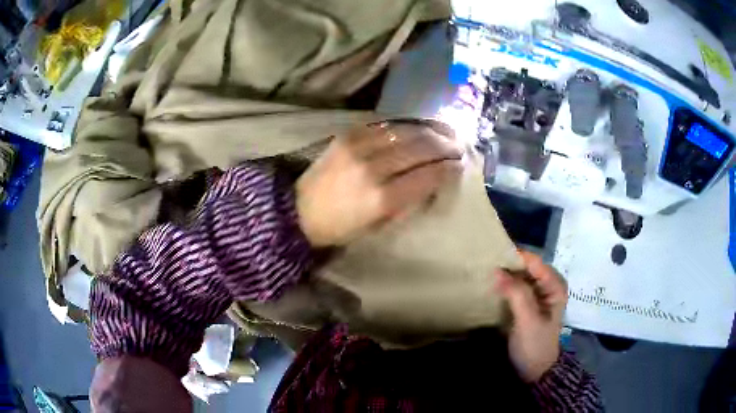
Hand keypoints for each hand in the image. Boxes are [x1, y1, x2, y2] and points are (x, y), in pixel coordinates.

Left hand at [296, 120, 462, 246]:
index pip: (427, 176)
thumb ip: (408, 203)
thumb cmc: (341, 227)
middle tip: (459, 147)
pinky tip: (419, 127)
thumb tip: (433, 181)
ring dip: (431, 131)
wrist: (299, 209)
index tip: (460, 166)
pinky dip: (407, 126)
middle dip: (446, 146)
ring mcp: (359, 146)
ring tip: (446, 132)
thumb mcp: (378, 227)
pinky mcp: (348, 134)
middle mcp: (373, 168)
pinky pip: (386, 125)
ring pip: (406, 132)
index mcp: (381, 199)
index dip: (448, 169)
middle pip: (421, 148)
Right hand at [495, 251, 567, 381]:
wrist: (534, 370)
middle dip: (507, 263)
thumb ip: (517, 294)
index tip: (491, 254)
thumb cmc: (535, 345)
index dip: (515, 256)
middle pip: (527, 266)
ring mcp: (536, 294)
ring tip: (482, 270)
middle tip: (483, 261)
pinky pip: (514, 287)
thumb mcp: (528, 320)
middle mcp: (547, 285)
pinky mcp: (526, 303)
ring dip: (504, 274)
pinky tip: (489, 285)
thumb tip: (497, 270)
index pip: (535, 262)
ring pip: (519, 275)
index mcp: (555, 286)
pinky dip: (503, 285)